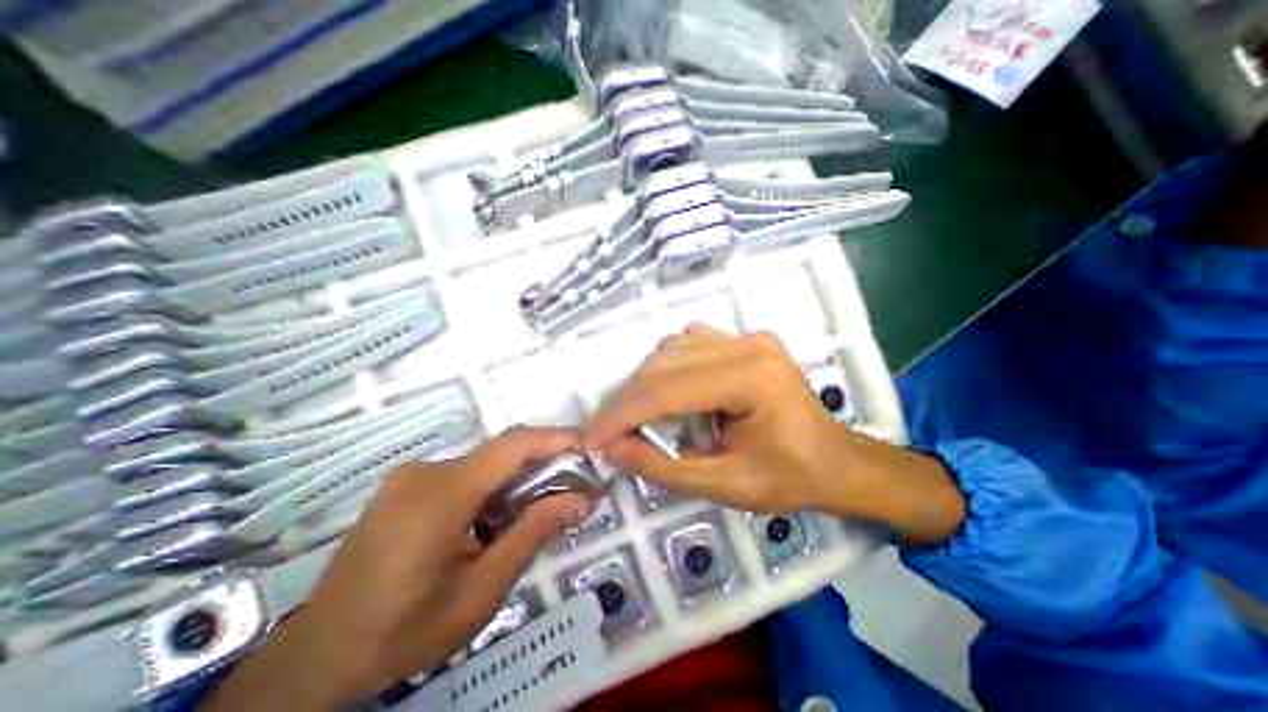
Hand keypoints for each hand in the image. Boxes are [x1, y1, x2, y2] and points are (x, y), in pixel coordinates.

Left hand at [199, 424, 589, 707]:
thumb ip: (532, 535)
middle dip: (545, 458)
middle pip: (502, 450)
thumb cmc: (402, 631)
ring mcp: (413, 474)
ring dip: (520, 474)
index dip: (556, 437)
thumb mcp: (479, 592)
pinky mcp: (408, 483)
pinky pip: (467, 471)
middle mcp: (427, 471)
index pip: (512, 445)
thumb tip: (581, 500)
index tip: (590, 446)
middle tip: (576, 481)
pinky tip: (500, 513)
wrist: (315, 657)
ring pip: (486, 460)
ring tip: (543, 502)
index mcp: (442, 495)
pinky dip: (496, 483)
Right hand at [590, 326, 966, 547]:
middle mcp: (748, 345)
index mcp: (752, 379)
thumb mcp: (724, 484)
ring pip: (672, 349)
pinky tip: (669, 394)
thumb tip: (612, 448)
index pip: (668, 389)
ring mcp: (747, 336)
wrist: (836, 460)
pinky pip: (689, 344)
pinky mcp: (744, 339)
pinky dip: (667, 368)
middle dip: (628, 399)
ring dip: (645, 383)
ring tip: (635, 418)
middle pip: (665, 362)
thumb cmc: (790, 478)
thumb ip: (662, 467)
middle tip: (608, 433)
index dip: (622, 414)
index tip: (592, 439)